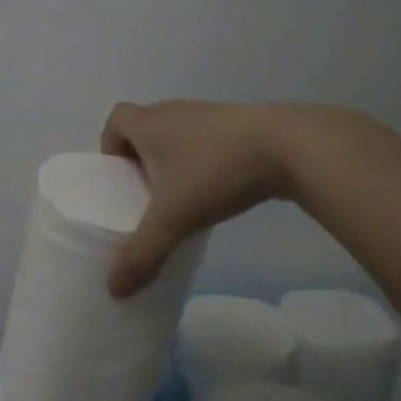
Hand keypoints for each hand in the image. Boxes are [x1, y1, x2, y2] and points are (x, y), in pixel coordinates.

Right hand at [100, 101, 297, 296]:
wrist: (290, 146)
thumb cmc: (216, 172)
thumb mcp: (173, 219)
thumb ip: (142, 255)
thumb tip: (114, 289)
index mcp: (150, 123)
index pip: (116, 120)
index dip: (110, 146)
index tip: (120, 179)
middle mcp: (176, 111)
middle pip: (146, 128)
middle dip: (140, 160)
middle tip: (147, 197)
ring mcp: (211, 115)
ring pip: (178, 135)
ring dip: (173, 162)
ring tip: (182, 199)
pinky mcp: (241, 125)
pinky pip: (208, 141)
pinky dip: (204, 162)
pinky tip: (218, 192)